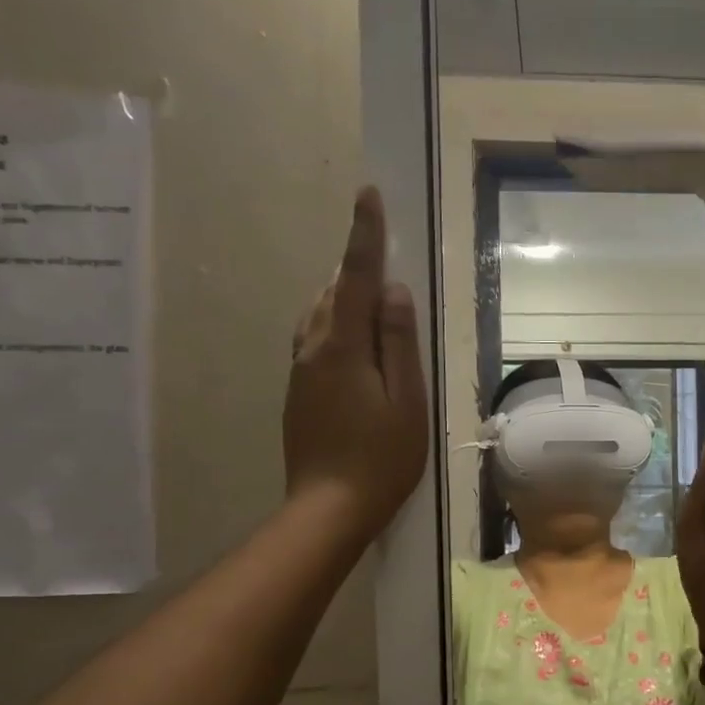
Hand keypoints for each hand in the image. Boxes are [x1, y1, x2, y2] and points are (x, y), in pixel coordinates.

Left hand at [285, 187, 427, 541]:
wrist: (328, 508)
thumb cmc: (381, 458)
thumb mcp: (406, 401)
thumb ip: (400, 344)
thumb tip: (395, 293)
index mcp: (342, 347)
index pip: (357, 279)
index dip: (364, 236)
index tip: (367, 195)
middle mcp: (312, 349)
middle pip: (334, 293)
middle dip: (359, 271)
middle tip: (387, 265)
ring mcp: (300, 372)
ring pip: (320, 316)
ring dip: (346, 298)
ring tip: (377, 303)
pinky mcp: (298, 392)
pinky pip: (316, 340)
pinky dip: (337, 326)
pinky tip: (357, 345)